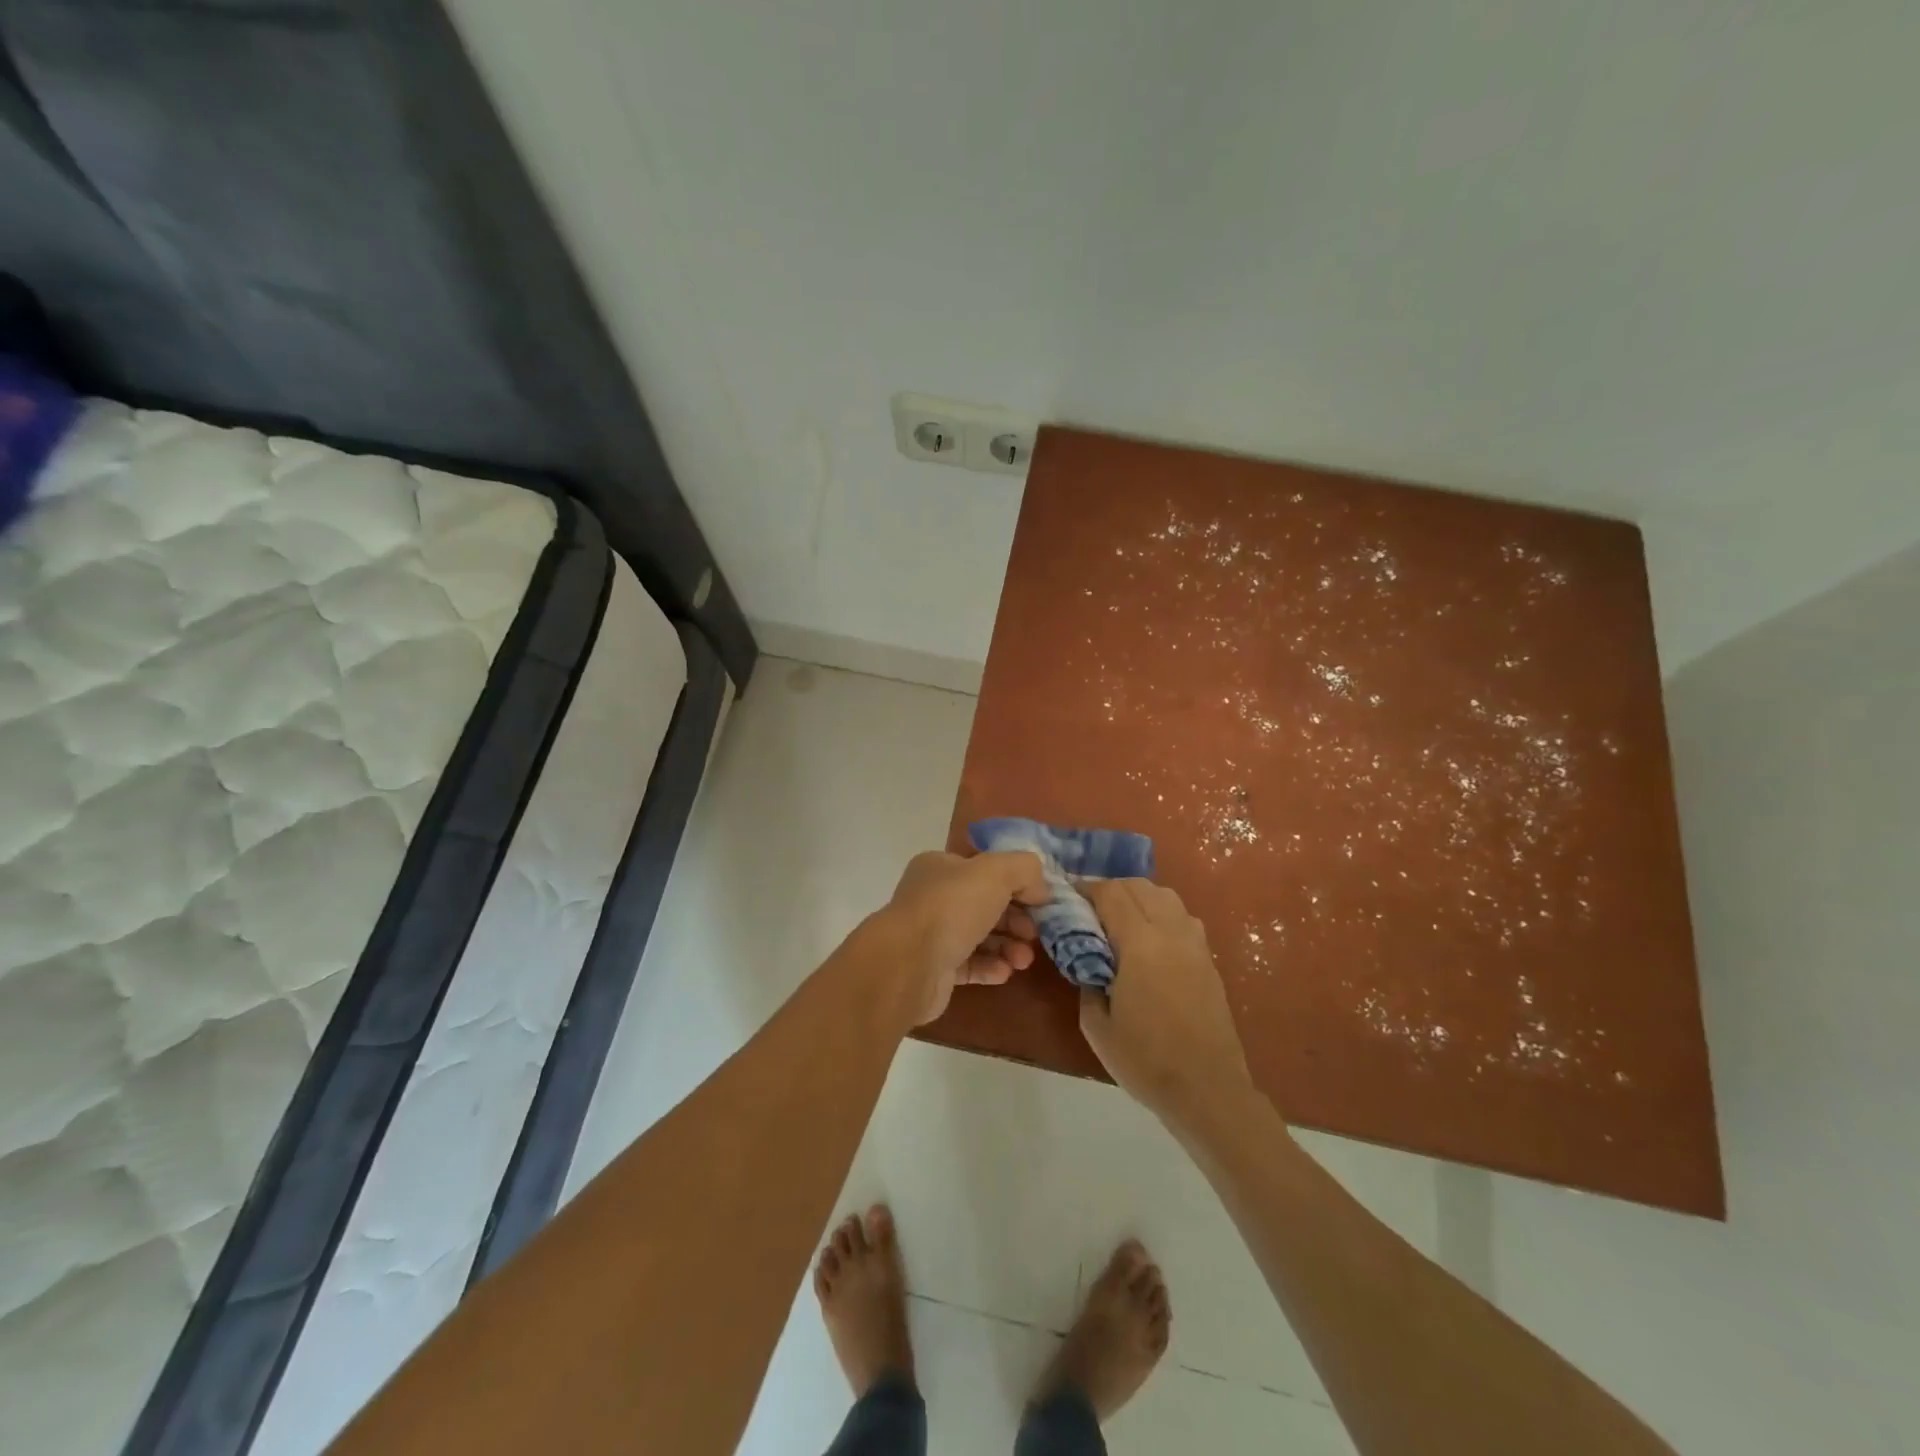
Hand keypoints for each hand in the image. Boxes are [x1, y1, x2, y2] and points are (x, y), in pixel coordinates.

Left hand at [883, 851, 1049, 1024]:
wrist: (909, 963)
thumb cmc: (951, 907)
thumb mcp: (996, 871)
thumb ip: (1024, 869)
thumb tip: (1040, 889)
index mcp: (941, 867)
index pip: (986, 870)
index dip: (1017, 883)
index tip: (1042, 902)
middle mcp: (934, 897)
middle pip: (986, 904)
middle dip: (1016, 919)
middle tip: (1036, 934)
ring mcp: (932, 934)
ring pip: (980, 937)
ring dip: (1008, 946)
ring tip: (1024, 960)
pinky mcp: (934, 969)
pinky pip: (970, 965)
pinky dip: (991, 967)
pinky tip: (1005, 972)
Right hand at [1079, 879, 1254, 1128]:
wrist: (1208, 1091)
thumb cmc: (1146, 1061)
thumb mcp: (1097, 1026)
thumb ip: (1087, 980)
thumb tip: (1088, 959)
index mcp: (1141, 944)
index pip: (1111, 893)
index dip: (1087, 888)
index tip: (1070, 896)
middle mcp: (1171, 932)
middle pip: (1140, 886)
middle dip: (1112, 888)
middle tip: (1091, 909)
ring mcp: (1195, 944)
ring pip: (1165, 896)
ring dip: (1139, 896)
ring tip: (1120, 919)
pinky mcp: (1208, 959)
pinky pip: (1182, 917)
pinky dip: (1161, 912)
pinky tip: (1149, 939)